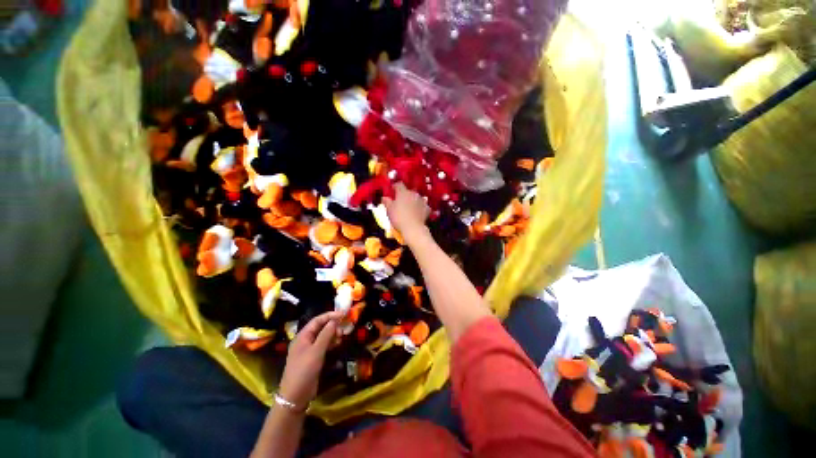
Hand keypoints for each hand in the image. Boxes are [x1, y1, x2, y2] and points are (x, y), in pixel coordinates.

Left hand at [278, 310, 342, 408]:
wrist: (295, 396)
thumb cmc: (304, 370)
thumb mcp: (316, 351)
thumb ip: (326, 334)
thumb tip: (335, 320)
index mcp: (302, 336)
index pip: (317, 320)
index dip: (330, 316)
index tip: (343, 314)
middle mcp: (305, 341)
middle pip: (320, 327)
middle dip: (332, 326)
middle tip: (343, 329)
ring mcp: (309, 350)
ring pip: (323, 336)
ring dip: (332, 334)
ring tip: (342, 337)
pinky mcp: (313, 358)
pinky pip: (323, 345)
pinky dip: (330, 343)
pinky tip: (337, 344)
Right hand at [383, 183, 429, 242]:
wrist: (413, 228)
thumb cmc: (398, 218)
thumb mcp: (389, 210)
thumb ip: (387, 202)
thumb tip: (385, 197)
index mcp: (403, 192)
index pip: (399, 184)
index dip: (395, 187)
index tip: (392, 191)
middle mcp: (413, 194)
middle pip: (408, 191)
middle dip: (404, 195)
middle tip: (399, 202)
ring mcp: (422, 201)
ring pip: (416, 198)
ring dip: (413, 201)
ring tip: (409, 208)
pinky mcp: (427, 208)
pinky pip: (423, 206)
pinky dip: (420, 208)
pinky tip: (417, 213)